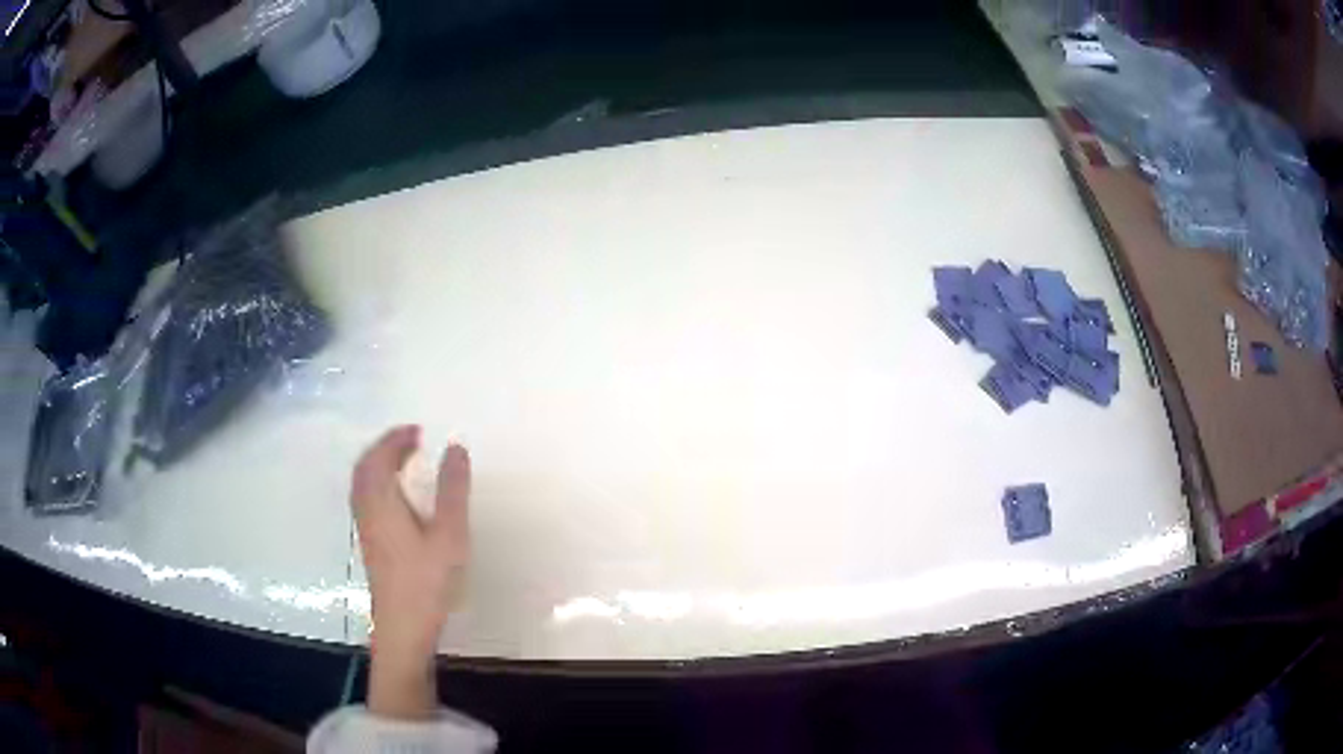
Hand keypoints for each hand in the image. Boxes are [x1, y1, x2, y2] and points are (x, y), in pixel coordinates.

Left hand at [351, 425, 471, 719]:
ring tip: (405, 463)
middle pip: (365, 467)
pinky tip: (399, 499)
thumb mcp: (449, 534)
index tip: (417, 430)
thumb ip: (452, 490)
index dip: (395, 438)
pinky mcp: (370, 545)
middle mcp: (367, 510)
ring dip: (379, 465)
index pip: (379, 457)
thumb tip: (455, 447)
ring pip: (362, 484)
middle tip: (411, 441)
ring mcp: (365, 529)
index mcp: (381, 501)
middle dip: (384, 448)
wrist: (403, 628)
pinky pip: (366, 498)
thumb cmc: (426, 581)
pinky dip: (378, 484)